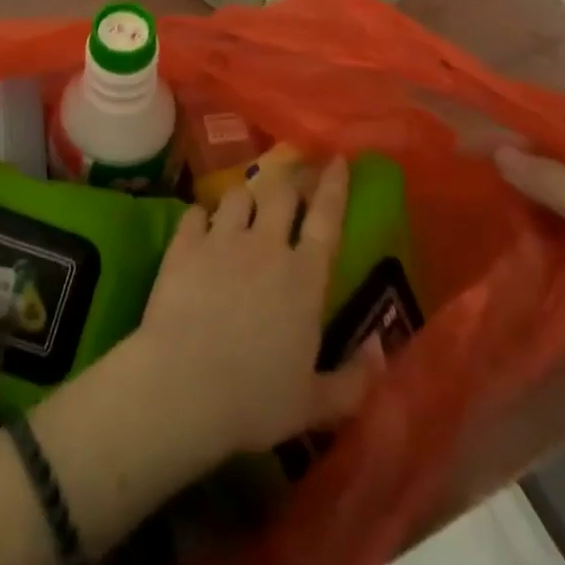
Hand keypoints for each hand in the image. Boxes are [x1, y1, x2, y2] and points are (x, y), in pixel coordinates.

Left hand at [127, 157, 382, 458]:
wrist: (183, 385)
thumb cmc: (255, 400)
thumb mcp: (315, 404)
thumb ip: (354, 380)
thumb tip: (380, 351)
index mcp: (304, 279)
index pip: (326, 219)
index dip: (334, 186)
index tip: (338, 160)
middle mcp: (265, 246)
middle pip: (280, 193)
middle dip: (289, 179)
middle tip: (292, 176)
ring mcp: (221, 240)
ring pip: (237, 195)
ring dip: (246, 196)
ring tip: (245, 203)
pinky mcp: (184, 245)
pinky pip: (196, 213)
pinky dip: (202, 216)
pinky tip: (201, 224)